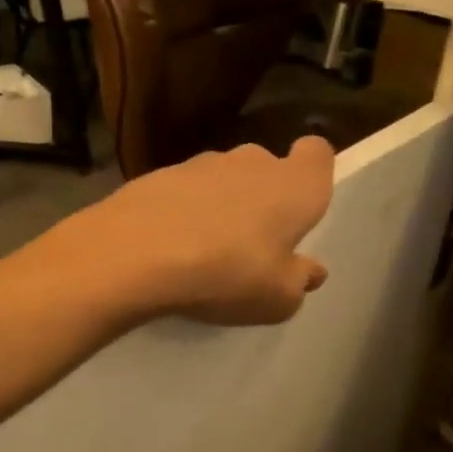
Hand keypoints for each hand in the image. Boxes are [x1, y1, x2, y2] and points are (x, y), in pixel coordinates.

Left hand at [46, 138, 335, 326]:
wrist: (136, 253)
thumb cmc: (226, 274)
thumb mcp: (277, 298)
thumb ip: (298, 281)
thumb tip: (309, 270)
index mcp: (294, 185)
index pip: (317, 153)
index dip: (312, 173)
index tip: (300, 204)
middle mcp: (251, 162)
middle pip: (265, 166)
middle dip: (262, 195)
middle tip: (250, 241)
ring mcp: (200, 164)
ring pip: (222, 177)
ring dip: (219, 202)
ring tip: (204, 247)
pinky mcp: (158, 174)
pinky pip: (182, 190)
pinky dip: (181, 210)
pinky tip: (168, 244)